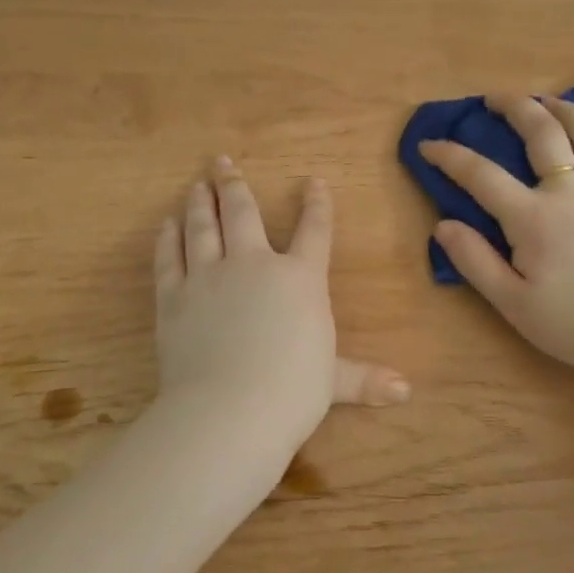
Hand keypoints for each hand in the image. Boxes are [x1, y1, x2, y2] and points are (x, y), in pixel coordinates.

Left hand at [153, 159, 407, 457]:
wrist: (231, 409)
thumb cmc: (293, 392)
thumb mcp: (334, 382)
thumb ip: (365, 379)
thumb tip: (405, 391)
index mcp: (299, 279)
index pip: (314, 231)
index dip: (317, 204)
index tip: (313, 182)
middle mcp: (254, 265)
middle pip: (244, 213)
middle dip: (235, 185)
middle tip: (223, 162)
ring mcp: (209, 276)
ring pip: (204, 226)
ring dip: (201, 202)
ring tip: (198, 184)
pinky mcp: (174, 296)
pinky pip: (170, 257)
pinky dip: (168, 238)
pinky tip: (168, 223)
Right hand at [418, 95, 573, 378]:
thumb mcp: (513, 304)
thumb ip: (475, 262)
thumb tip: (443, 225)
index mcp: (534, 218)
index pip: (482, 176)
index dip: (450, 156)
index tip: (428, 145)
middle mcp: (573, 195)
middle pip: (544, 135)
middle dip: (516, 107)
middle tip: (495, 97)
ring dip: (567, 111)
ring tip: (549, 100)